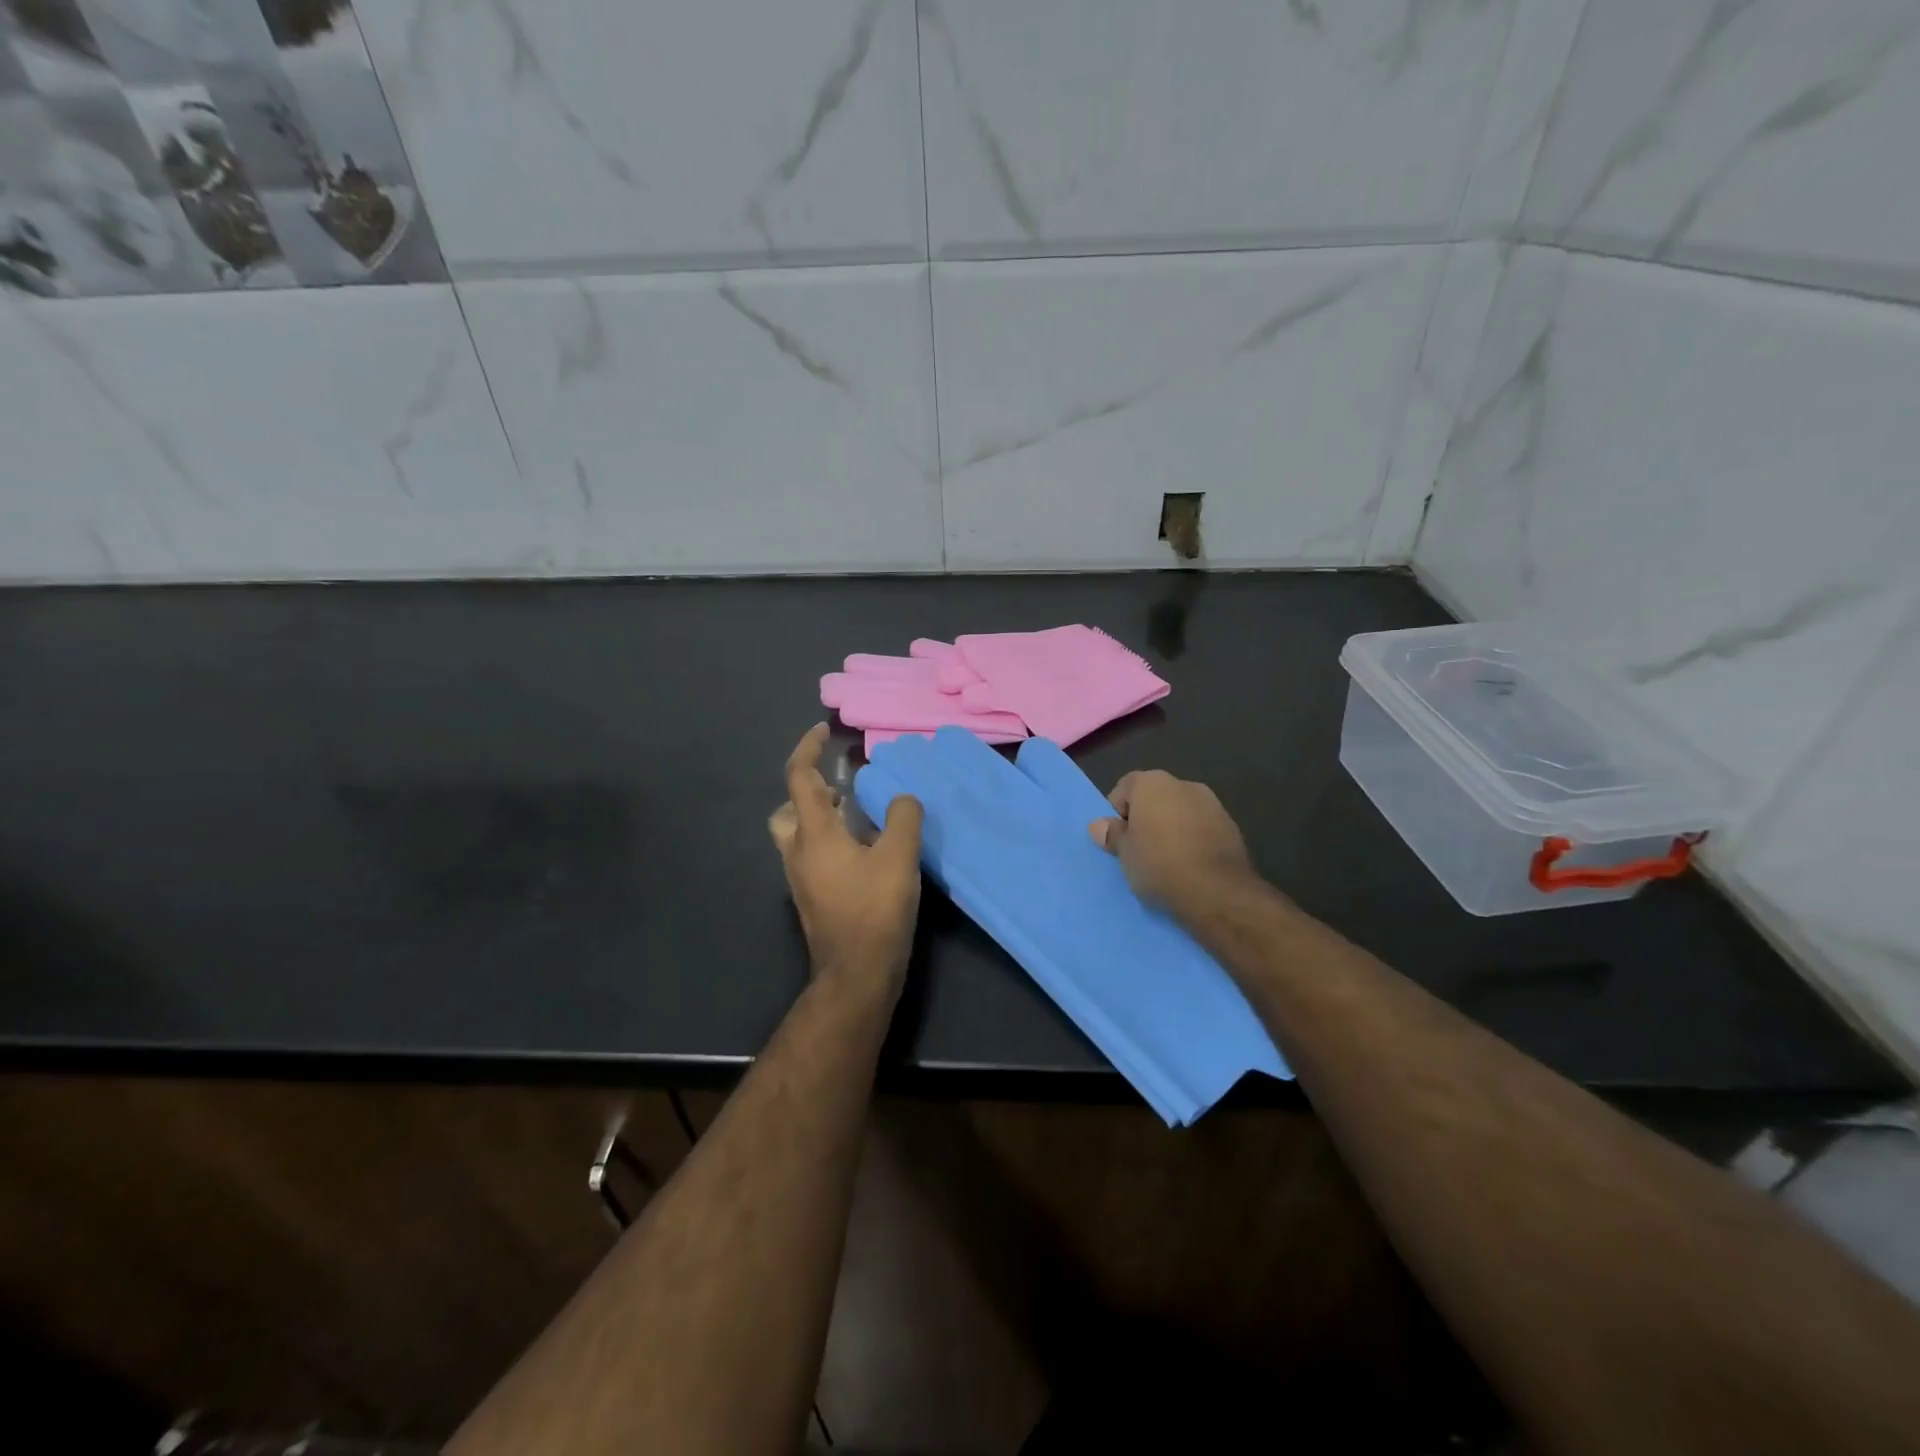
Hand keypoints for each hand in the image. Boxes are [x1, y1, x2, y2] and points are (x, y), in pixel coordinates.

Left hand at [769, 724, 923, 1000]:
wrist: (856, 975)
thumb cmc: (874, 912)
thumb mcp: (899, 858)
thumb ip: (903, 818)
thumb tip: (903, 798)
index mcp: (814, 834)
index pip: (799, 778)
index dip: (808, 749)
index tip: (824, 731)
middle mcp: (798, 853)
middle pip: (788, 811)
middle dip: (809, 792)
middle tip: (842, 789)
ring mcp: (801, 880)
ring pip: (798, 836)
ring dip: (821, 819)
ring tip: (860, 819)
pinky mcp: (812, 900)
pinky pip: (813, 858)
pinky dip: (830, 844)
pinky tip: (864, 854)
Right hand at [1089, 769, 1259, 918]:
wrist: (1217, 892)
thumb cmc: (1160, 865)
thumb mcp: (1125, 854)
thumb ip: (1112, 835)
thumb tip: (1099, 826)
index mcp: (1152, 783)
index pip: (1125, 788)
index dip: (1118, 813)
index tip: (1120, 839)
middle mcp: (1184, 784)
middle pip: (1155, 798)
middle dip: (1146, 819)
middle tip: (1140, 851)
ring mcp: (1212, 803)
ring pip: (1180, 812)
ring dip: (1171, 829)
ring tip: (1167, 862)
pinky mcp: (1232, 826)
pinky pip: (1202, 828)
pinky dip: (1193, 840)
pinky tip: (1191, 866)